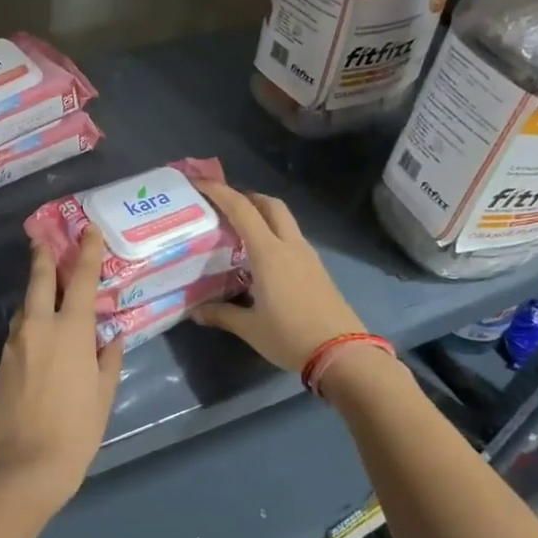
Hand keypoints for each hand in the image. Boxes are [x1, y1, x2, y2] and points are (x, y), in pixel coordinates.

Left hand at [0, 235, 123, 510]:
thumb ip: (108, 360)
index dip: (86, 252)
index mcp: (71, 331)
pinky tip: (36, 332)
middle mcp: (39, 327)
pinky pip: (17, 331)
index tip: (88, 230)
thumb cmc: (78, 429)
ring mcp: (15, 342)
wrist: (27, 462)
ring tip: (44, 288)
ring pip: (24, 306)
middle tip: (42, 237)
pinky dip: (28, 322)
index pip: (82, 280)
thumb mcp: (104, 394)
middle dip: (43, 255)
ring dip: (35, 292)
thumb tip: (111, 340)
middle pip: (39, 279)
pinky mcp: (1, 360)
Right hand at [192, 178, 366, 373]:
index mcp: (269, 253)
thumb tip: (195, 312)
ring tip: (239, 231)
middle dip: (246, 197)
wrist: (343, 353)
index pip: (242, 210)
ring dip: (263, 215)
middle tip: (223, 206)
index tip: (199, 183)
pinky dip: (274, 234)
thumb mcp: (250, 328)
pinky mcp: (317, 269)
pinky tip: (262, 257)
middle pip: (270, 204)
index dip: (220, 192)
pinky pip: (292, 239)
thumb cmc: (290, 336)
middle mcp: (290, 246)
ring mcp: (308, 256)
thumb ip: (221, 314)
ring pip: (284, 220)